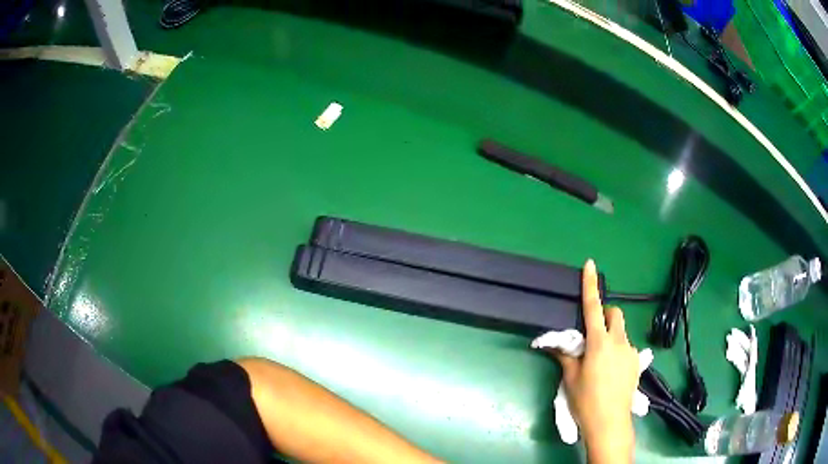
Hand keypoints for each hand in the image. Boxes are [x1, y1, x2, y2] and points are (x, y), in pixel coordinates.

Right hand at [550, 260, 639, 463]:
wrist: (610, 423)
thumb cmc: (586, 401)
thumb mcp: (570, 379)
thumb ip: (566, 357)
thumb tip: (555, 345)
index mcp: (599, 343)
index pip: (594, 308)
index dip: (591, 285)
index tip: (590, 264)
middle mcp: (619, 342)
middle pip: (615, 314)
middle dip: (605, 315)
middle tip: (593, 334)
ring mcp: (631, 352)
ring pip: (621, 333)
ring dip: (611, 337)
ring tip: (601, 361)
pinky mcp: (637, 363)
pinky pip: (627, 348)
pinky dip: (618, 351)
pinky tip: (612, 372)